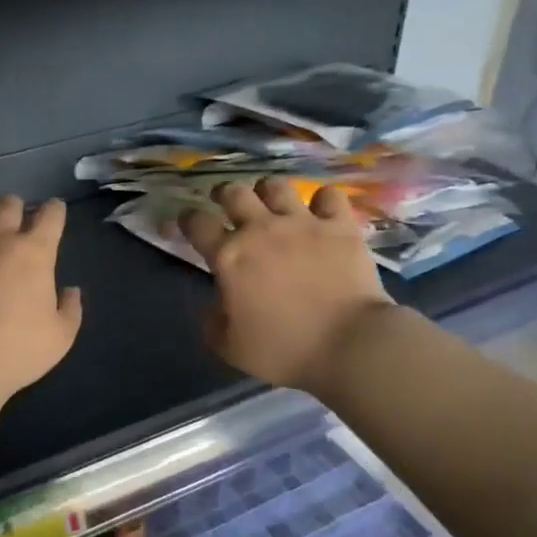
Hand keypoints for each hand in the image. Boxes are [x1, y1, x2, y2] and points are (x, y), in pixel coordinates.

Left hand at [0, 195, 83, 397]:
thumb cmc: (15, 351)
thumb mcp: (60, 338)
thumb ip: (70, 309)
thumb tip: (70, 290)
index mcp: (34, 253)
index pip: (51, 214)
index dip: (54, 211)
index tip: (53, 215)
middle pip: (8, 203)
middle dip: (12, 209)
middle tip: (10, 228)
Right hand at [180, 178, 397, 392]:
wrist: (348, 345)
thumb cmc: (284, 350)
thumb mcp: (230, 347)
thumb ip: (214, 321)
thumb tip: (218, 304)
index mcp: (229, 257)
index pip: (196, 224)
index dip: (187, 219)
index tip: (187, 222)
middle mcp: (261, 229)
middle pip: (234, 193)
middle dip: (224, 194)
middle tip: (226, 204)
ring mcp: (302, 223)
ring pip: (276, 186)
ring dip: (268, 191)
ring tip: (270, 202)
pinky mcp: (340, 226)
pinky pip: (328, 196)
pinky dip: (322, 201)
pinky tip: (321, 212)